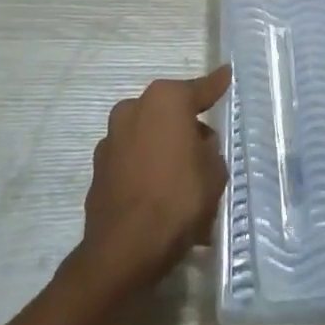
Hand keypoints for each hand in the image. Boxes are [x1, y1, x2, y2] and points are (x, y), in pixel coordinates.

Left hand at [80, 65, 230, 292]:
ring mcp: (112, 138)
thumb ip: (209, 149)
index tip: (226, 74)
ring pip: (149, 137)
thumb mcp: (214, 172)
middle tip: (204, 152)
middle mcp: (135, 108)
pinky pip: (132, 162)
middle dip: (186, 127)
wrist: (123, 251)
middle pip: (169, 113)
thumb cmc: (177, 200)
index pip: (200, 89)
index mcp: (166, 100)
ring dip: (163, 151)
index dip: (216, 85)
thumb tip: (198, 144)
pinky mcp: (98, 168)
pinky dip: (145, 172)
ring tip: (181, 184)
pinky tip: (158, 198)